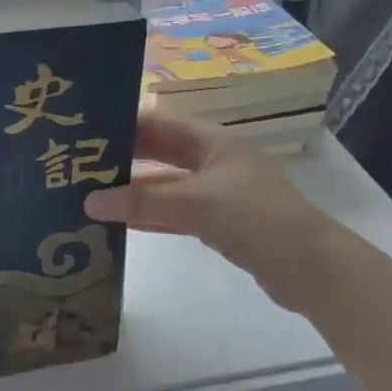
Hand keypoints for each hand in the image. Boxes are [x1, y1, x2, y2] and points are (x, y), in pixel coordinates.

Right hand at [84, 110, 343, 313]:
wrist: (310, 268)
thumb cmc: (256, 219)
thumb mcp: (196, 204)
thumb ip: (142, 202)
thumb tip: (89, 201)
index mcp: (214, 141)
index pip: (160, 122)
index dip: (125, 124)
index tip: (86, 133)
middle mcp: (215, 161)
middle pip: (162, 153)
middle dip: (125, 158)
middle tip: (80, 165)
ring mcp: (219, 193)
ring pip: (168, 186)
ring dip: (135, 191)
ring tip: (92, 194)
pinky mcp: (221, 223)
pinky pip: (178, 213)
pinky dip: (153, 216)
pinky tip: (121, 222)